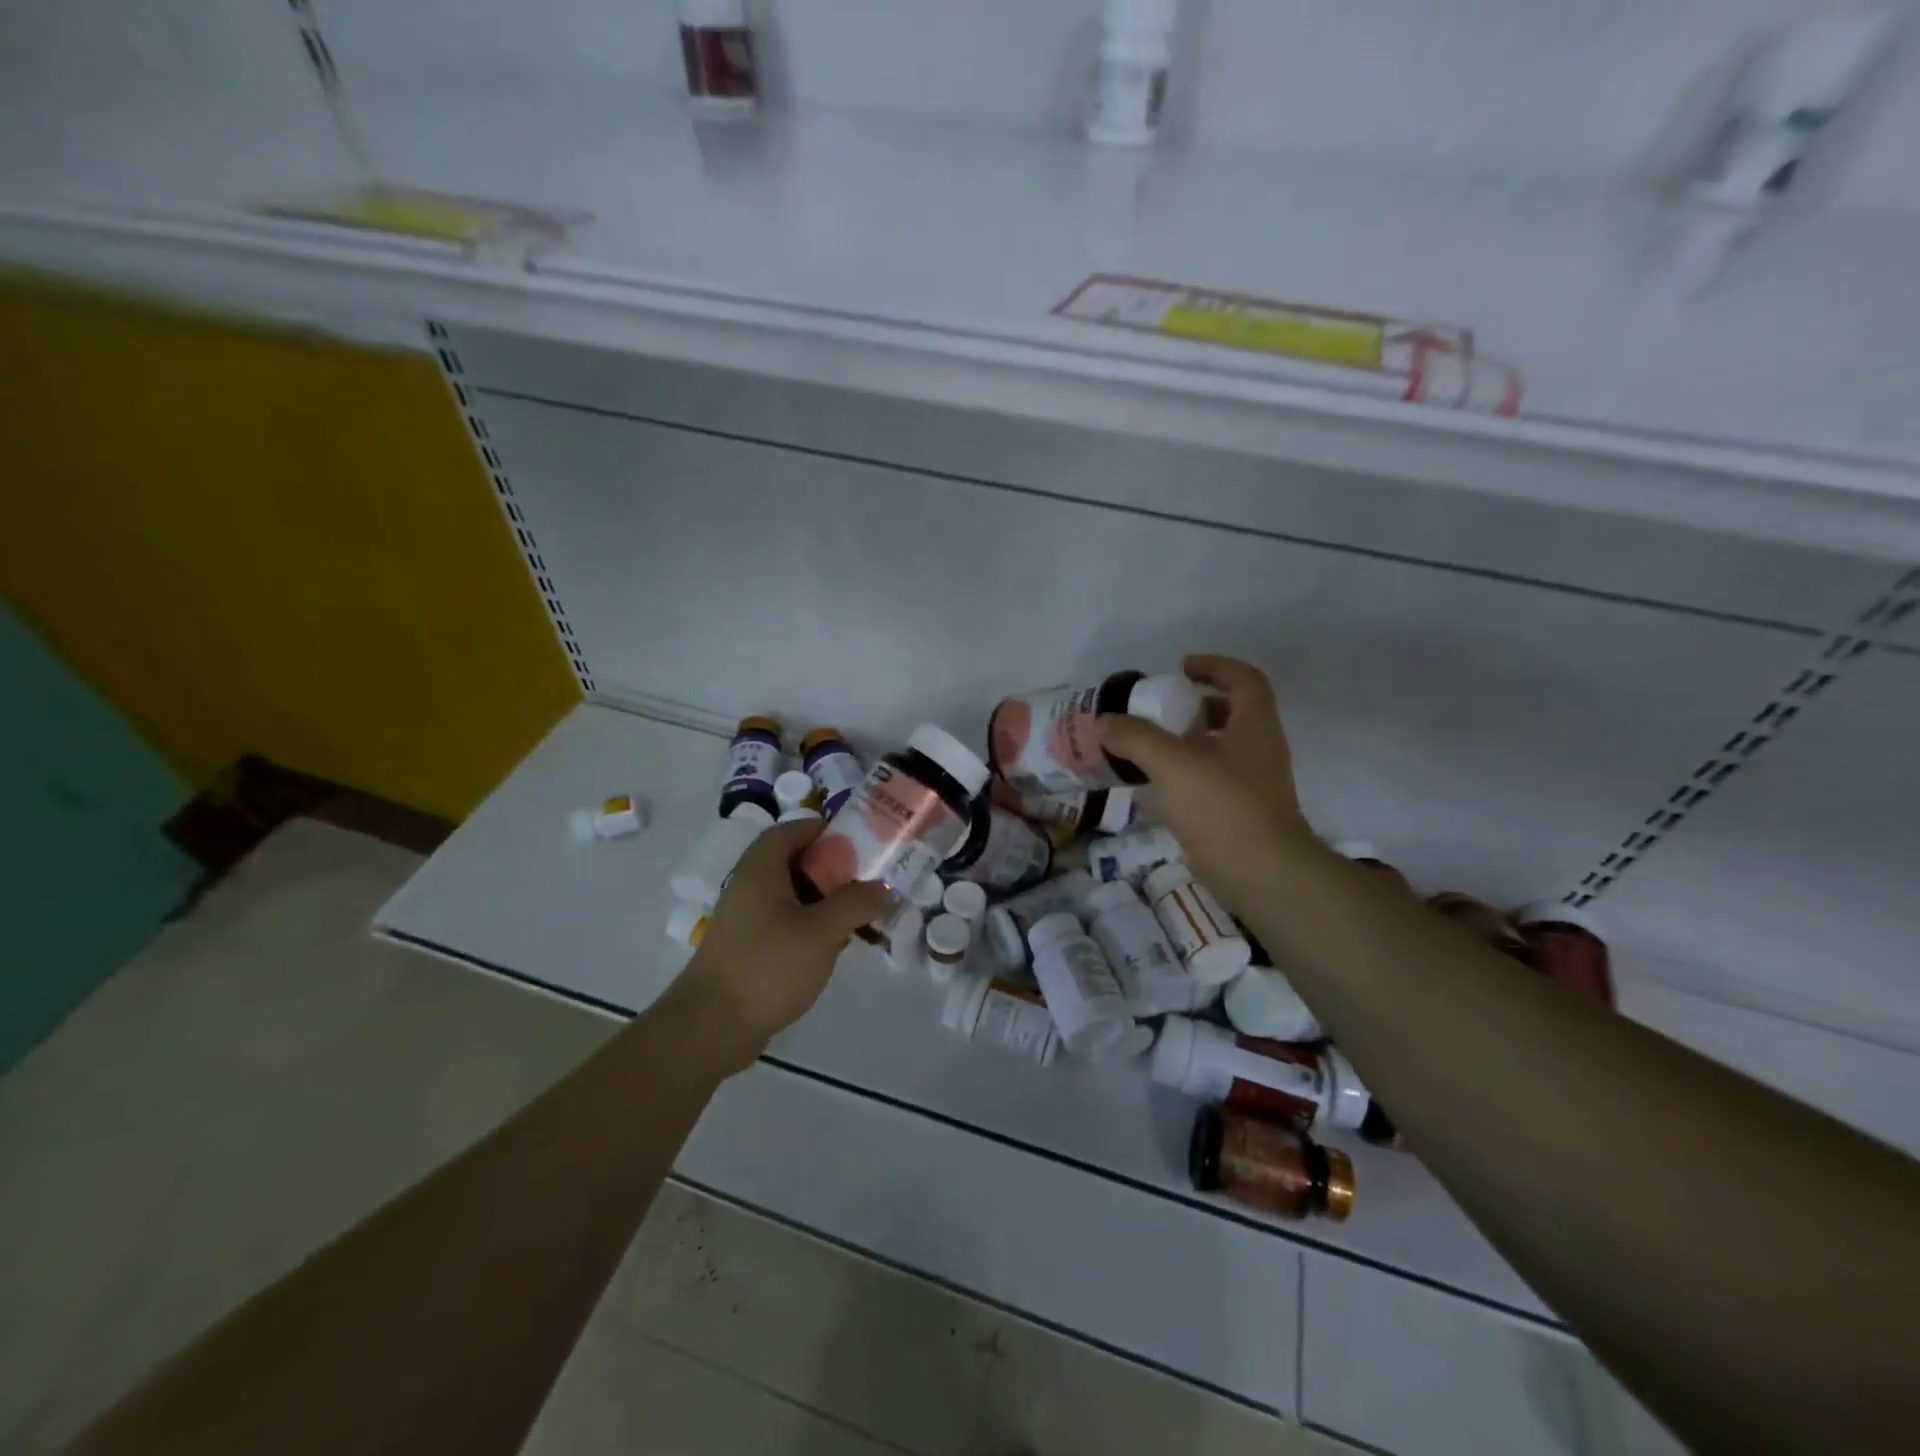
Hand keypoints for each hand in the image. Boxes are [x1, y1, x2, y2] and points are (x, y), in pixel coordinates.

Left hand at [674, 818, 891, 1070]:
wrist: (712, 1027)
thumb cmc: (768, 966)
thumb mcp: (822, 930)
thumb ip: (857, 902)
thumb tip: (883, 889)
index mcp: (762, 869)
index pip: (792, 830)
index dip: (824, 829)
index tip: (860, 841)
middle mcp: (750, 887)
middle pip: (795, 863)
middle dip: (834, 870)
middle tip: (867, 882)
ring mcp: (747, 921)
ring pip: (793, 898)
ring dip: (826, 903)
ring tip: (861, 918)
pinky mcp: (748, 951)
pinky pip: (786, 926)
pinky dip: (812, 929)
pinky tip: (835, 949)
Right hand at [1103, 654, 1317, 910]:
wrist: (1262, 874)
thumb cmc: (1222, 806)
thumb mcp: (1172, 763)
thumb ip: (1136, 737)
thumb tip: (1104, 722)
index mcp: (1254, 725)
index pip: (1243, 679)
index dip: (1214, 666)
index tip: (1180, 668)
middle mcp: (1259, 749)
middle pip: (1233, 713)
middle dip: (1196, 707)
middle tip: (1160, 711)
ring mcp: (1254, 784)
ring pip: (1221, 750)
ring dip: (1187, 743)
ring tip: (1149, 749)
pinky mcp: (1243, 813)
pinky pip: (1212, 781)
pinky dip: (1185, 776)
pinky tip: (1157, 789)